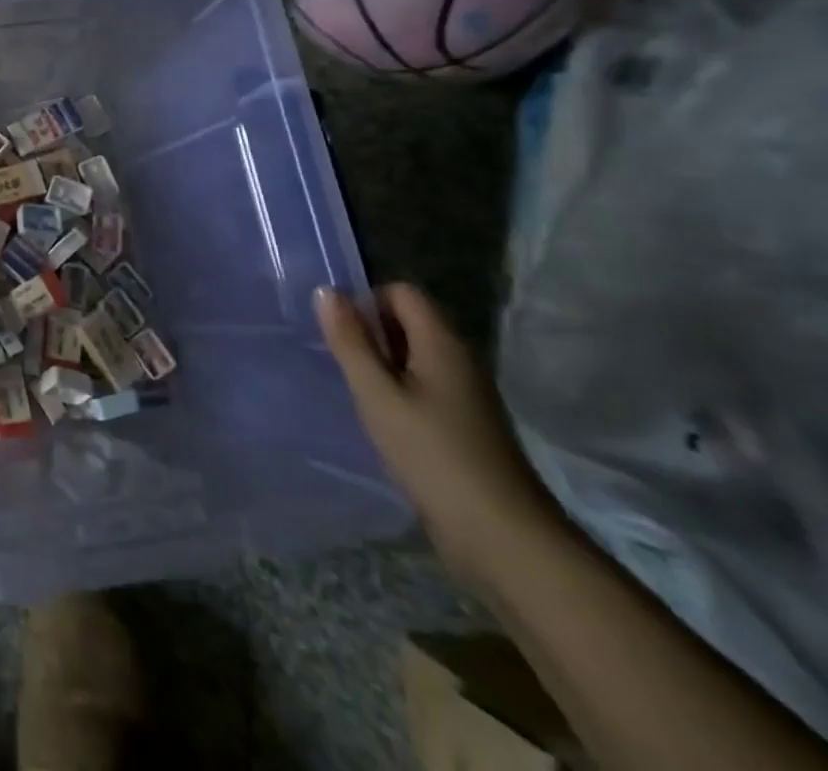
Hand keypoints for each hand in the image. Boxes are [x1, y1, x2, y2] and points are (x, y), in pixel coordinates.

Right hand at [316, 282, 566, 590]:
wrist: (502, 537)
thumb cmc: (432, 454)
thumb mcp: (377, 394)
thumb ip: (350, 341)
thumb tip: (326, 290)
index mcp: (442, 344)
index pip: (402, 292)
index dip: (367, 300)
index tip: (340, 331)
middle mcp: (459, 360)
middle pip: (409, 321)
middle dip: (370, 331)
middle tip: (341, 361)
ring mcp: (466, 394)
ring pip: (414, 355)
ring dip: (381, 363)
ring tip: (356, 390)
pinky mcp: (465, 424)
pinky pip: (423, 385)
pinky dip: (397, 390)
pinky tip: (381, 418)